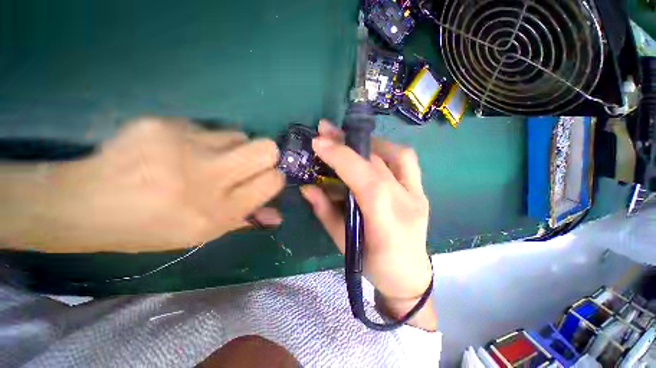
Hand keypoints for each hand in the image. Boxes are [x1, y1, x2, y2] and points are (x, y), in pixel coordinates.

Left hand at [1, 117, 283, 252]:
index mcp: (219, 211)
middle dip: (267, 154)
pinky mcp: (165, 124)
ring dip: (233, 146)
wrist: (87, 204)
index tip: (266, 177)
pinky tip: (178, 150)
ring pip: (239, 134)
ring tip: (208, 158)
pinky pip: (206, 127)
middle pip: (265, 148)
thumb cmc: (151, 227)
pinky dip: (203, 139)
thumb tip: (278, 216)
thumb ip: (245, 220)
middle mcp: (208, 178)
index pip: (272, 181)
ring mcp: (185, 147)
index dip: (275, 177)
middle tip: (249, 162)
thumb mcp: (203, 233)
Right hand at [301, 120, 435, 329]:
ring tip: (347, 142)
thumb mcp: (343, 243)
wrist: (409, 276)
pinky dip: (385, 150)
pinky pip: (406, 161)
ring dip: (368, 143)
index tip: (319, 142)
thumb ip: (325, 212)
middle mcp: (407, 202)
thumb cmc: (373, 265)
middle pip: (378, 163)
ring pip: (397, 154)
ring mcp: (419, 194)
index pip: (367, 180)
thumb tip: (307, 187)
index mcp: (387, 222)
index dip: (343, 158)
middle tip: (327, 131)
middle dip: (348, 144)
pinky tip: (370, 153)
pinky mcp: (421, 190)